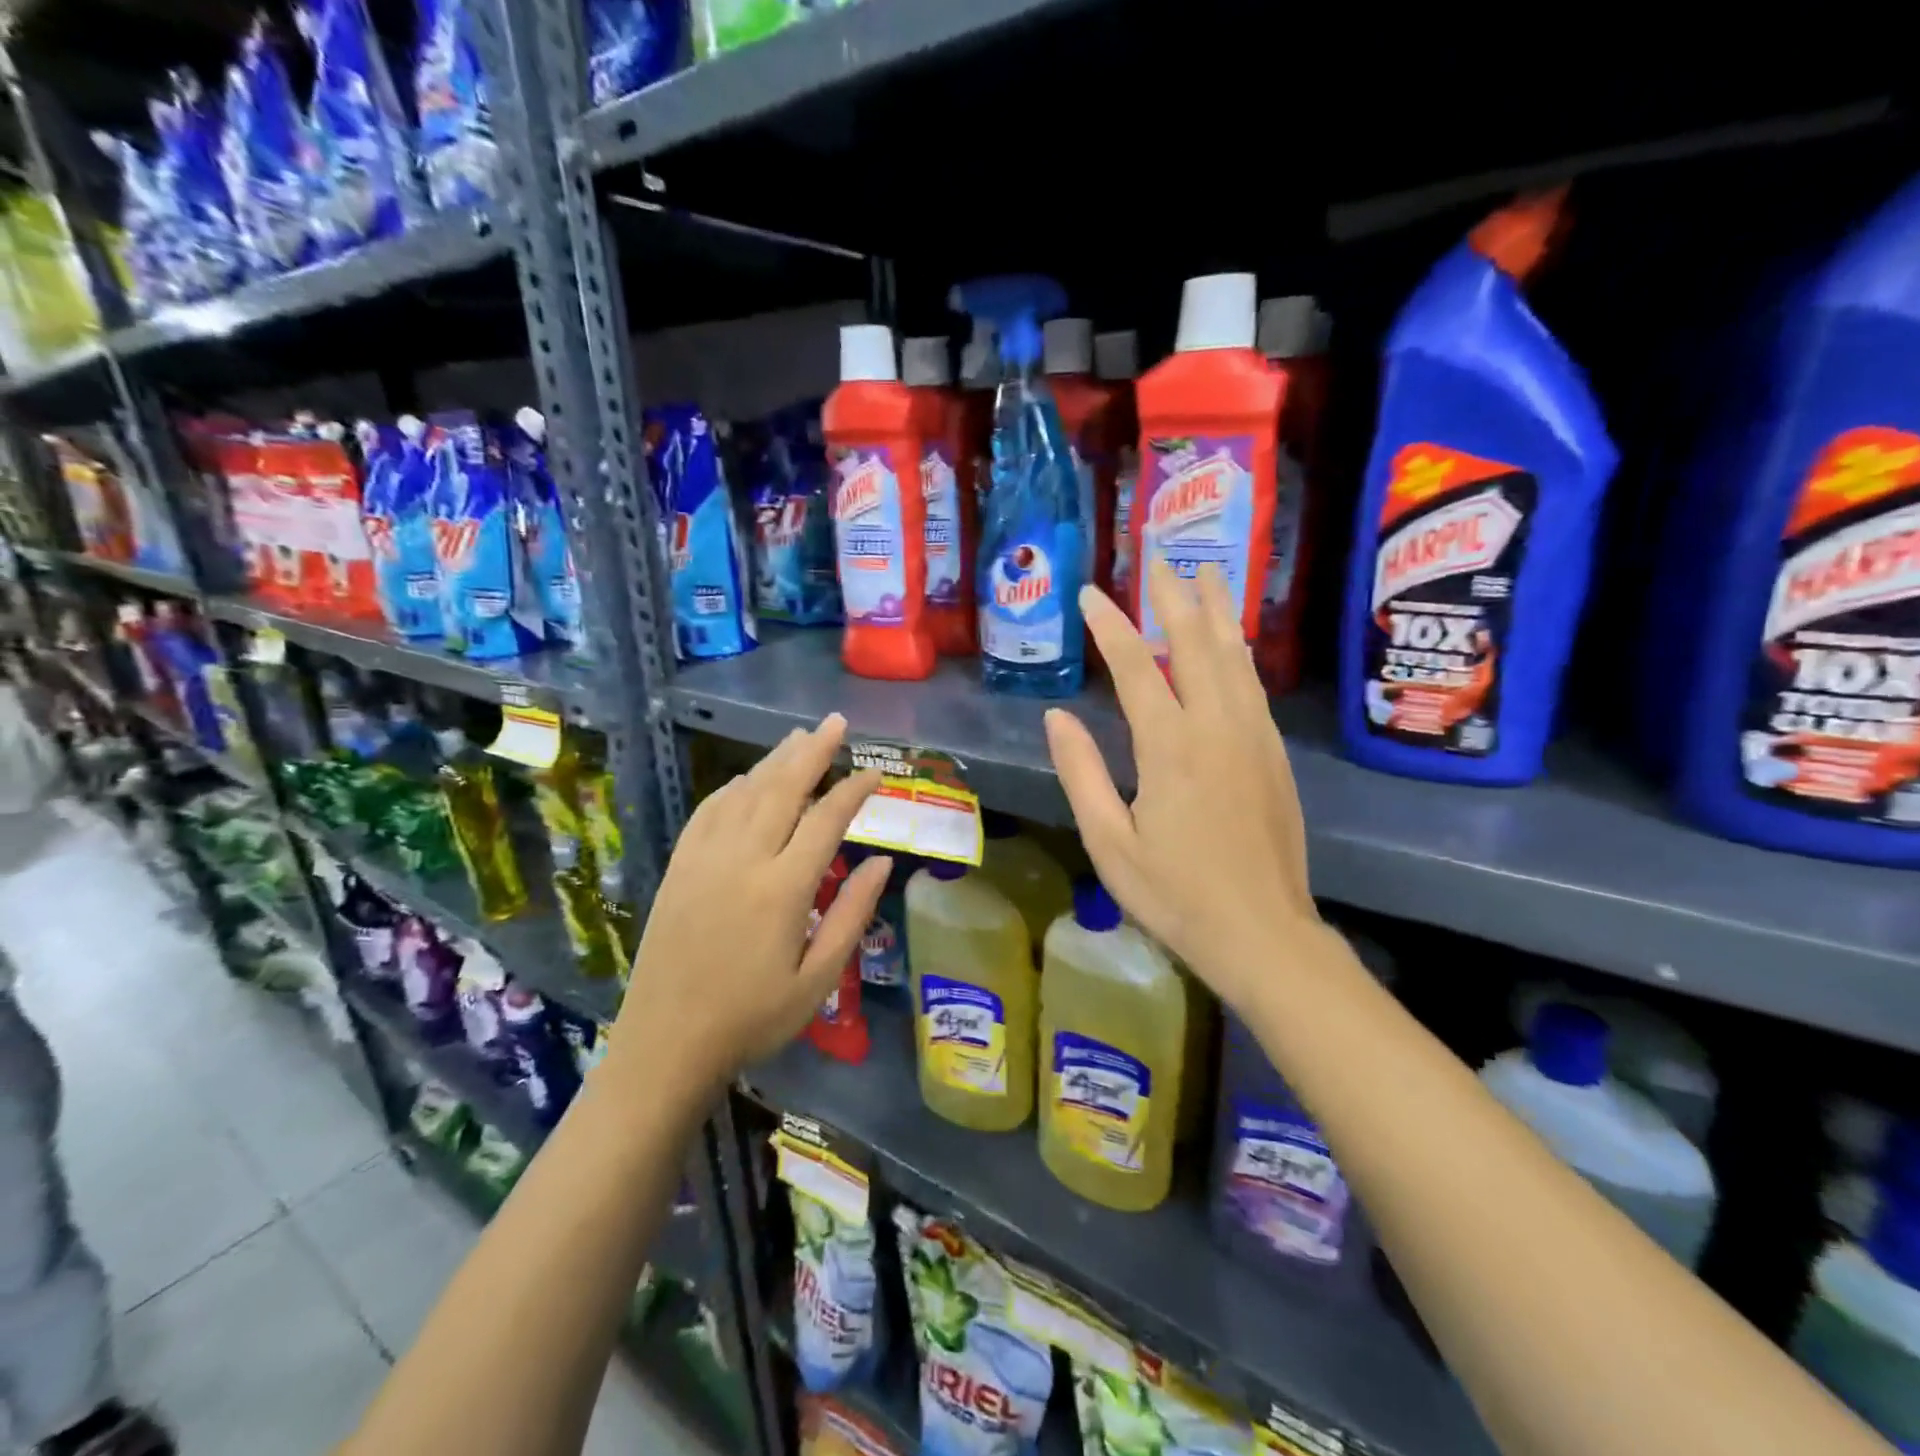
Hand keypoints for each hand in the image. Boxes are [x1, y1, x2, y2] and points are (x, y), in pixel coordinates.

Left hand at [618, 713, 889, 1083]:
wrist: (665, 1044)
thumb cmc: (752, 1018)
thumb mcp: (818, 979)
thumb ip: (852, 914)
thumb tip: (882, 861)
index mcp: (783, 888)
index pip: (827, 819)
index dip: (854, 790)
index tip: (876, 773)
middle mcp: (743, 860)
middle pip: (783, 789)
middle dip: (813, 751)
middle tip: (837, 723)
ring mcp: (704, 860)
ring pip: (745, 793)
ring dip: (774, 761)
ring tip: (799, 737)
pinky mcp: (679, 868)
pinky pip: (707, 813)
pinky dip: (731, 789)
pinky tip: (744, 779)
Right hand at [1045, 559, 1329, 1015]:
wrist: (1263, 933)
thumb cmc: (1175, 894)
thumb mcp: (1110, 841)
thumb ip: (1082, 772)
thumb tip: (1058, 715)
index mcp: (1170, 747)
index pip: (1137, 668)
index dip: (1110, 627)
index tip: (1089, 593)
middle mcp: (1217, 727)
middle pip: (1195, 645)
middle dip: (1172, 598)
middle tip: (1157, 557)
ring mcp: (1252, 737)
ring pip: (1233, 657)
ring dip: (1215, 612)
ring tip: (1204, 574)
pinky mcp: (1273, 754)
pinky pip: (1253, 685)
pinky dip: (1238, 652)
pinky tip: (1233, 642)